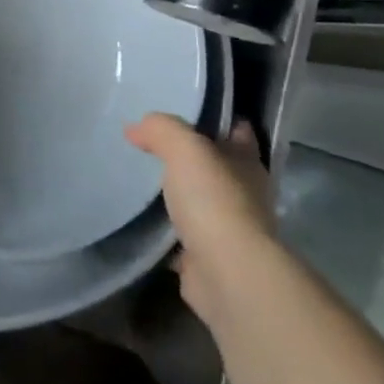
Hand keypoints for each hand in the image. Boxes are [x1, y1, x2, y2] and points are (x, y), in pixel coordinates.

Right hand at [127, 115, 274, 324]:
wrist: (226, 273)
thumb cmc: (214, 201)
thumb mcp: (184, 148)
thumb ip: (161, 130)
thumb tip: (136, 128)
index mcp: (247, 164)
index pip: (238, 131)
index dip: (217, 119)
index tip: (186, 109)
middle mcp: (245, 195)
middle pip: (217, 168)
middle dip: (191, 159)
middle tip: (151, 144)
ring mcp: (229, 231)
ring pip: (201, 203)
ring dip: (179, 196)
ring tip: (141, 180)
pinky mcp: (208, 260)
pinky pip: (183, 238)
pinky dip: (167, 232)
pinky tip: (141, 222)